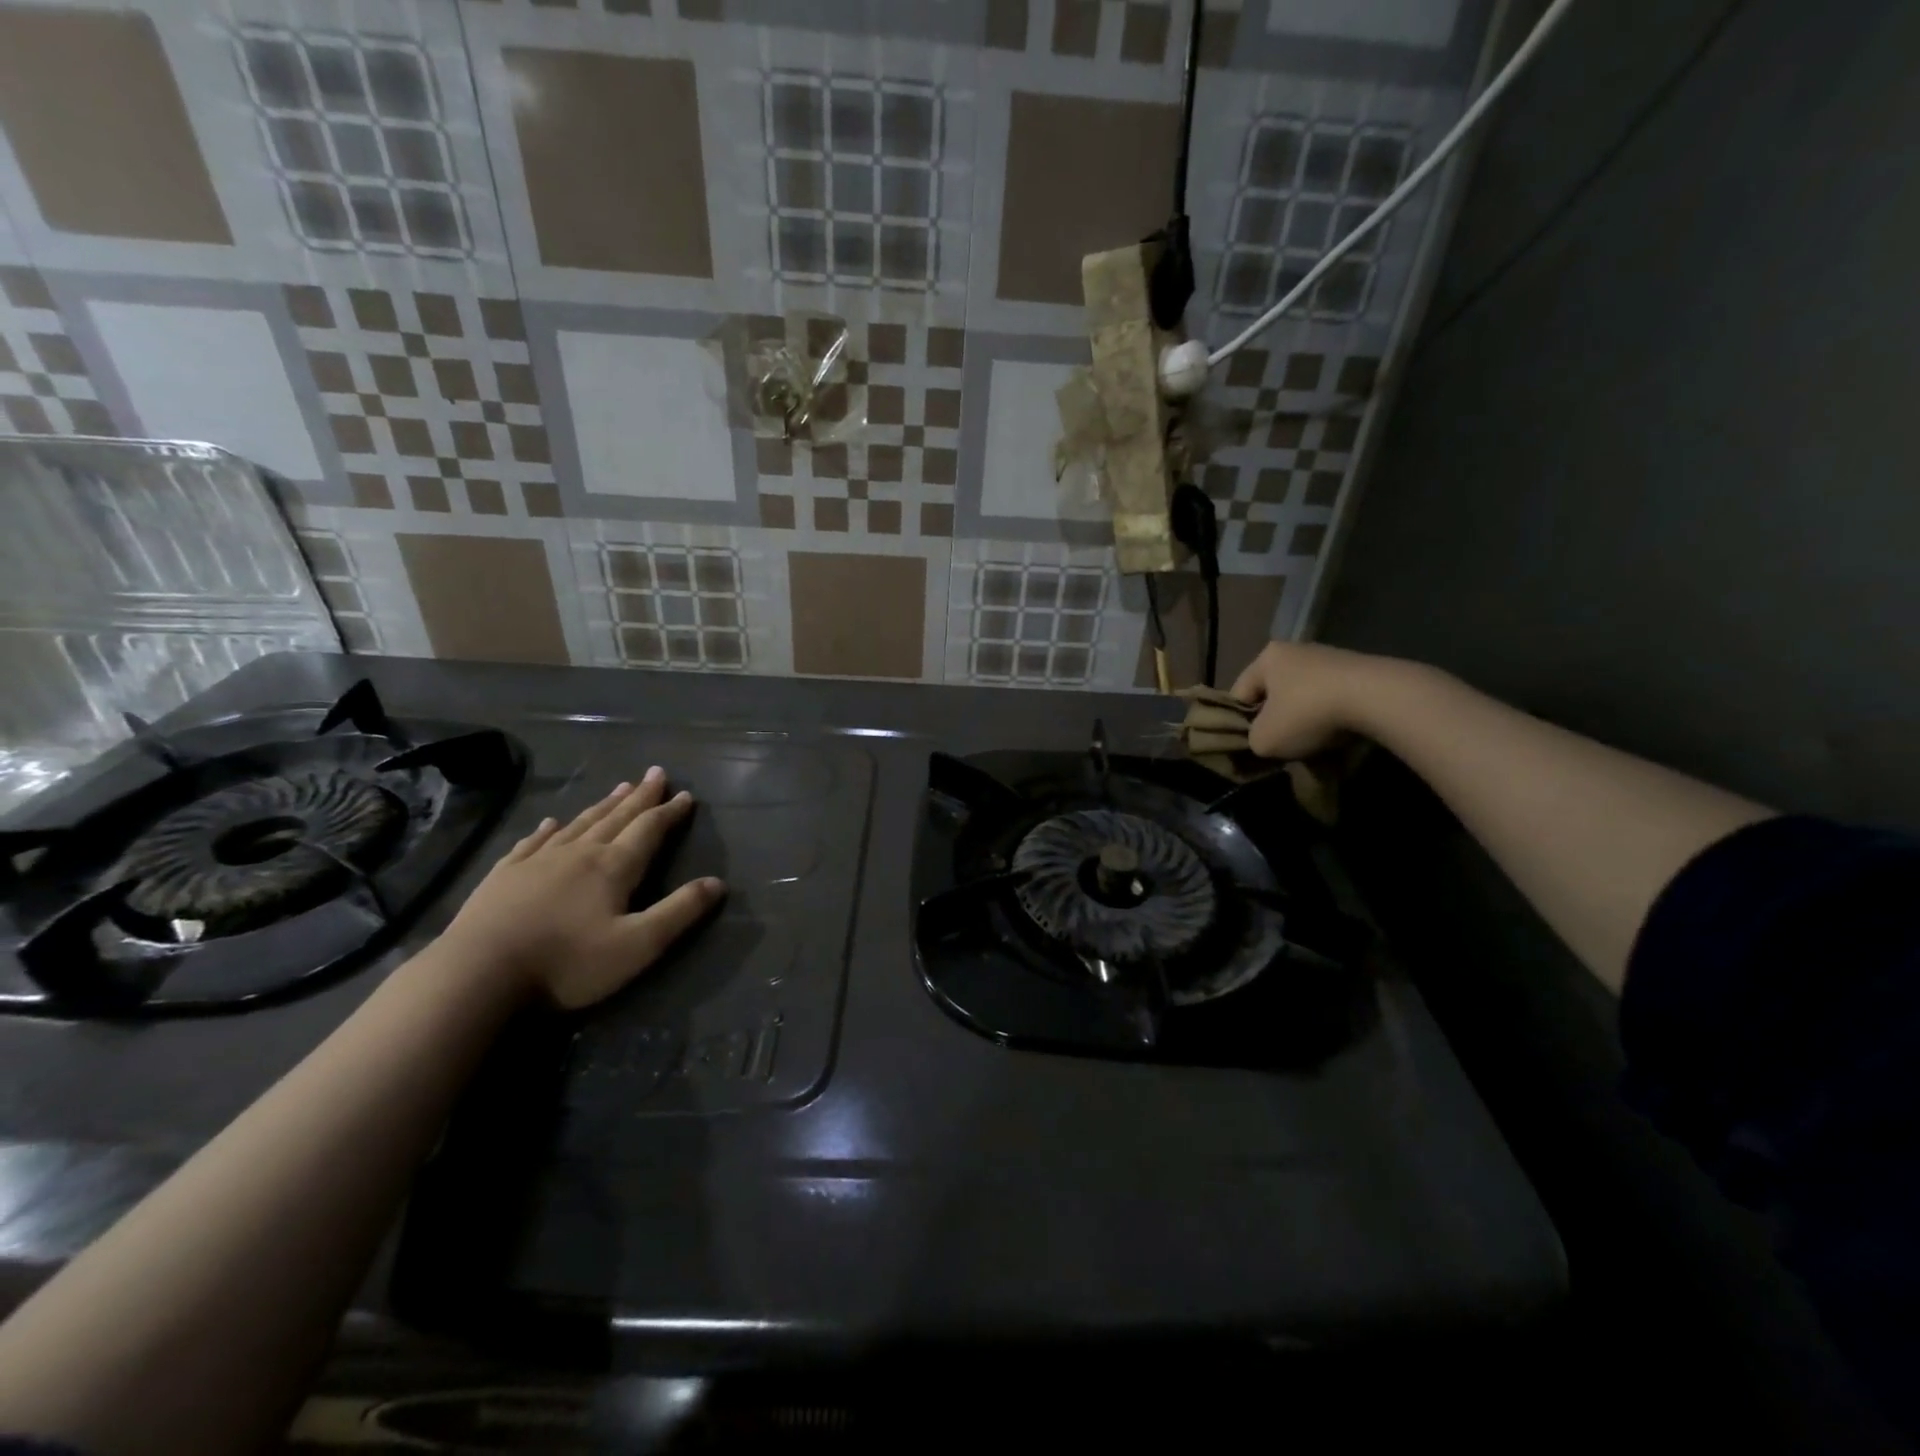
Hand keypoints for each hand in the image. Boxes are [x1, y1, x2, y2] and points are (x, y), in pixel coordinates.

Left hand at [438, 767, 725, 1009]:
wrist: (477, 975)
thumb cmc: (567, 963)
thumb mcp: (638, 945)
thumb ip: (680, 911)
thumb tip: (718, 883)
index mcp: (614, 867)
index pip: (649, 829)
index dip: (670, 812)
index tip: (686, 795)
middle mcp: (580, 852)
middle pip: (617, 817)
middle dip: (640, 796)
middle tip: (655, 773)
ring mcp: (538, 860)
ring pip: (580, 823)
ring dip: (603, 805)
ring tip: (619, 787)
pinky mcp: (505, 875)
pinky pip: (533, 841)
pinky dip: (549, 828)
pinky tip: (552, 822)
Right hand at [1229, 641, 1391, 759]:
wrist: (1379, 698)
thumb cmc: (1308, 714)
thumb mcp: (1264, 740)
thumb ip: (1252, 741)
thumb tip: (1263, 740)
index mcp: (1266, 658)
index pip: (1239, 694)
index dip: (1239, 723)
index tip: (1252, 746)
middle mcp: (1296, 650)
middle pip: (1274, 694)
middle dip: (1276, 721)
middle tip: (1281, 748)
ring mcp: (1331, 657)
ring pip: (1304, 697)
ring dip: (1305, 721)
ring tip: (1313, 746)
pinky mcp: (1360, 669)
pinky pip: (1333, 699)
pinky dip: (1332, 718)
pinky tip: (1338, 735)